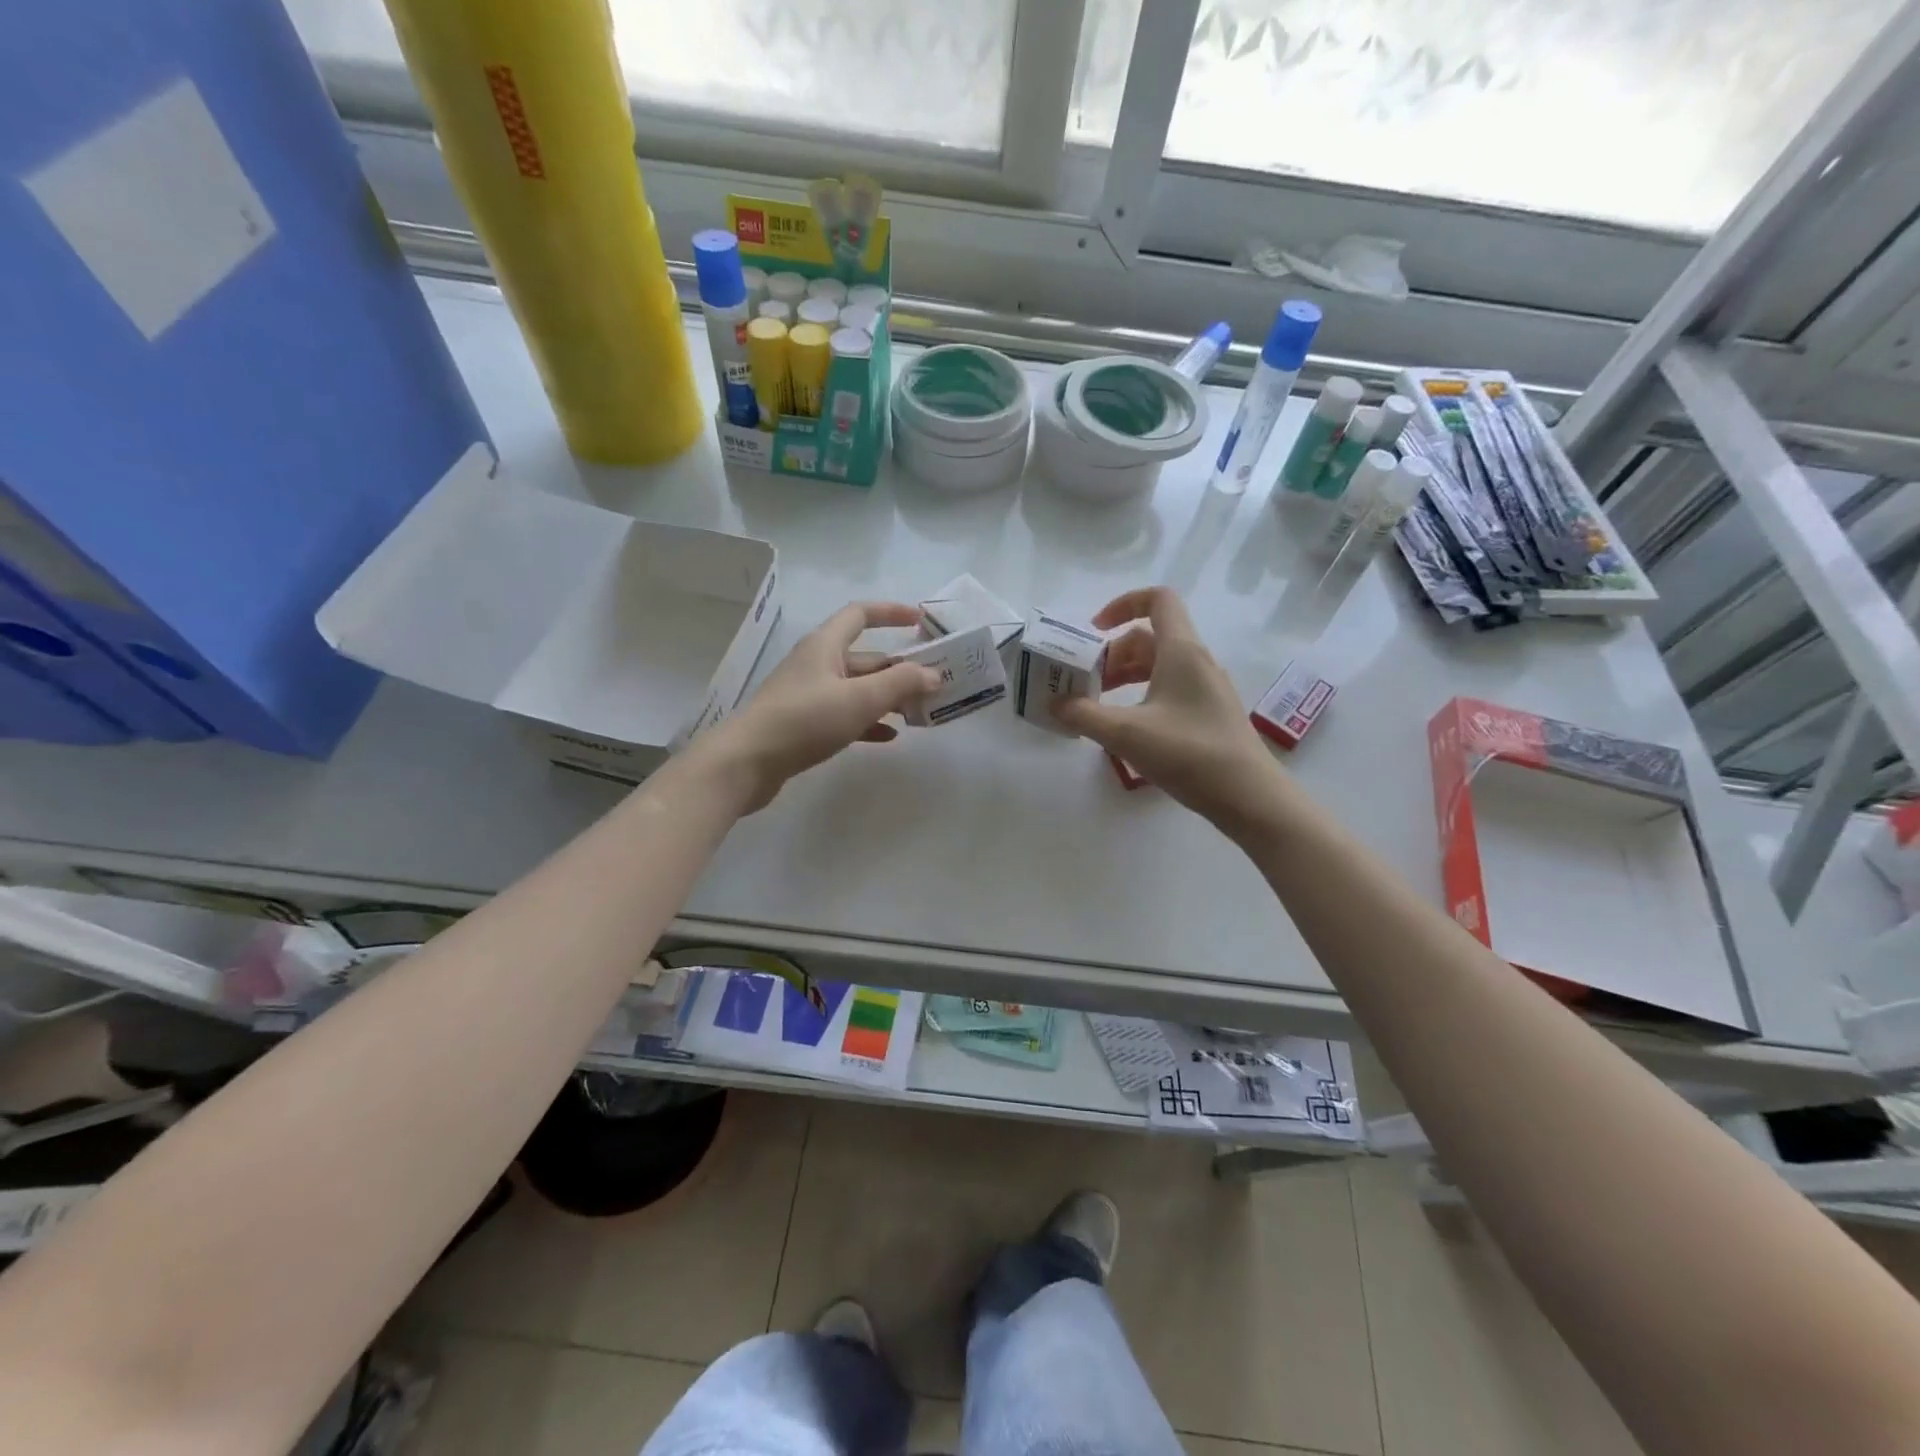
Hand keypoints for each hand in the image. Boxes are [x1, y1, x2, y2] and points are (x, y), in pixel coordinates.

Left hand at [697, 602, 940, 812]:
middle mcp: (816, 663)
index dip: (891, 612)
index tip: (920, 621)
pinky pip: (845, 715)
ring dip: (887, 697)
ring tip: (918, 712)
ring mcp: (809, 695)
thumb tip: (933, 673)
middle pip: (865, 657)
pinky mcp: (804, 724)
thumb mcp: (860, 699)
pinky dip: (868, 722)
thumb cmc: (805, 720)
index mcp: (825, 645)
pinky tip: (889, 736)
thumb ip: (901, 683)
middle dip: (899, 668)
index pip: (861, 614)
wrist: (748, 763)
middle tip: (933, 683)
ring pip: (857, 689)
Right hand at [1052, 587, 1282, 833]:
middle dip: (1112, 655)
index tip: (1094, 630)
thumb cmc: (1189, 753)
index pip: (1157, 600)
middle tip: (1085, 683)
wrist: (1248, 796)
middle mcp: (1197, 662)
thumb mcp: (1126, 734)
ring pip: (1159, 666)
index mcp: (1181, 651)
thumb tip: (1056, 705)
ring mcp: (1206, 689)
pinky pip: (1169, 690)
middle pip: (1149, 639)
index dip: (1123, 604)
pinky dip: (1142, 696)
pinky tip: (1127, 728)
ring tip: (1098, 707)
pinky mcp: (1209, 714)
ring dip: (1125, 677)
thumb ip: (1084, 715)